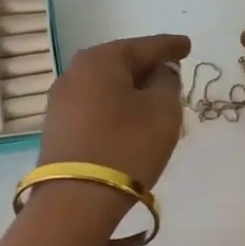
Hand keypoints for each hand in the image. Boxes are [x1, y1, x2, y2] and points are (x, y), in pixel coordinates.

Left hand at [38, 34, 190, 190]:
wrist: (75, 199)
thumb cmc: (126, 146)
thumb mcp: (163, 111)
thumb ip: (167, 82)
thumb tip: (159, 73)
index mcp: (100, 59)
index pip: (145, 46)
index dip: (170, 46)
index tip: (187, 46)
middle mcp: (74, 72)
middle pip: (121, 63)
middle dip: (147, 69)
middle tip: (172, 76)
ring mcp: (60, 100)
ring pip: (106, 87)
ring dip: (130, 92)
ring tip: (154, 102)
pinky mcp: (56, 127)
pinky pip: (94, 107)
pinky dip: (115, 109)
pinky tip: (129, 122)